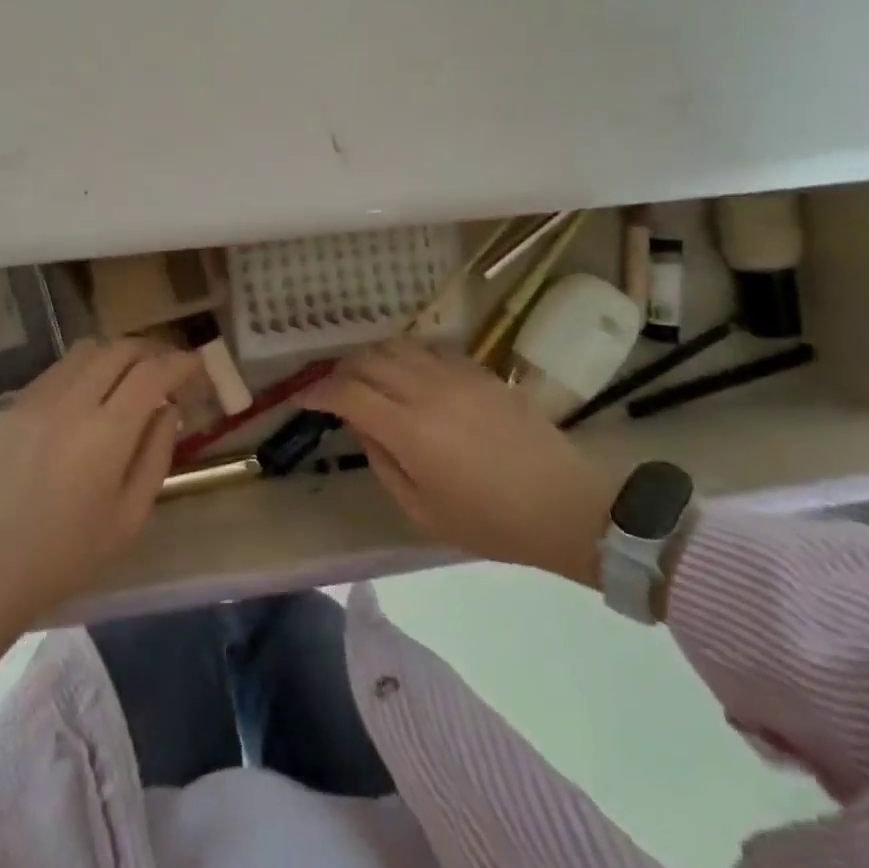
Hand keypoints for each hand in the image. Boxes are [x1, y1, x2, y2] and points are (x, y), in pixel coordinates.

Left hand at [0, 337, 199, 619]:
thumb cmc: (68, 555)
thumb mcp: (130, 517)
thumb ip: (156, 455)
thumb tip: (168, 410)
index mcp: (106, 433)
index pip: (152, 373)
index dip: (180, 363)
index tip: (196, 364)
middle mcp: (70, 403)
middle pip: (119, 349)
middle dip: (152, 351)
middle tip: (167, 368)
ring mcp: (35, 400)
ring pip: (86, 351)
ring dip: (116, 355)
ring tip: (128, 377)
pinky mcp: (10, 407)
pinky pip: (56, 371)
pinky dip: (83, 371)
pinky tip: (86, 399)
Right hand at [307, 341, 623, 588]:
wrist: (566, 503)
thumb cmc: (491, 521)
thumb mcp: (422, 511)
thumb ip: (382, 462)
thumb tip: (362, 425)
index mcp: (408, 429)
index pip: (346, 393)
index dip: (317, 391)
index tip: (302, 398)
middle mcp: (426, 390)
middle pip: (367, 360)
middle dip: (340, 371)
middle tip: (333, 390)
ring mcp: (455, 374)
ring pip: (397, 346)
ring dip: (372, 358)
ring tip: (367, 378)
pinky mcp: (479, 370)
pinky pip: (429, 349)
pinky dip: (407, 356)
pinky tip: (409, 376)